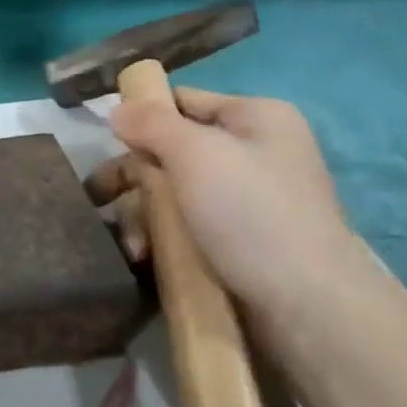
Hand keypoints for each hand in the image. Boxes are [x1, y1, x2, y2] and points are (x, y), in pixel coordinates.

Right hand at [86, 88, 360, 317]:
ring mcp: (248, 199)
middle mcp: (254, 152)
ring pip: (173, 193)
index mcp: (255, 118)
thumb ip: (151, 123)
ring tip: (132, 245)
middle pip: (171, 151)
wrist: (306, 305)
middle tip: (99, 199)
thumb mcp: (194, 153)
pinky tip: (146, 257)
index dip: (141, 118)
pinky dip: (163, 238)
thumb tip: (118, 109)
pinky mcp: (240, 241)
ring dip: (142, 215)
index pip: (182, 101)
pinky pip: (187, 226)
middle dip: (134, 178)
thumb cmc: (250, 213)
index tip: (106, 144)